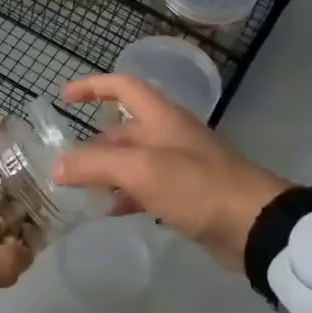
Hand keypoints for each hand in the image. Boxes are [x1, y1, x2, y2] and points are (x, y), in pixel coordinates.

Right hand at [51, 74, 290, 271]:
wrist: (254, 225)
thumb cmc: (196, 186)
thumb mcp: (140, 170)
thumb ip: (95, 165)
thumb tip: (57, 167)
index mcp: (161, 118)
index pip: (123, 87)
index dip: (92, 87)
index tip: (64, 98)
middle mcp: (169, 136)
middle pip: (123, 130)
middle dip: (93, 145)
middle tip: (66, 165)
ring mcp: (179, 166)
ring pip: (133, 161)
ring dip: (107, 172)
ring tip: (81, 191)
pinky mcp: (187, 194)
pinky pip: (147, 188)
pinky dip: (126, 196)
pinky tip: (111, 211)